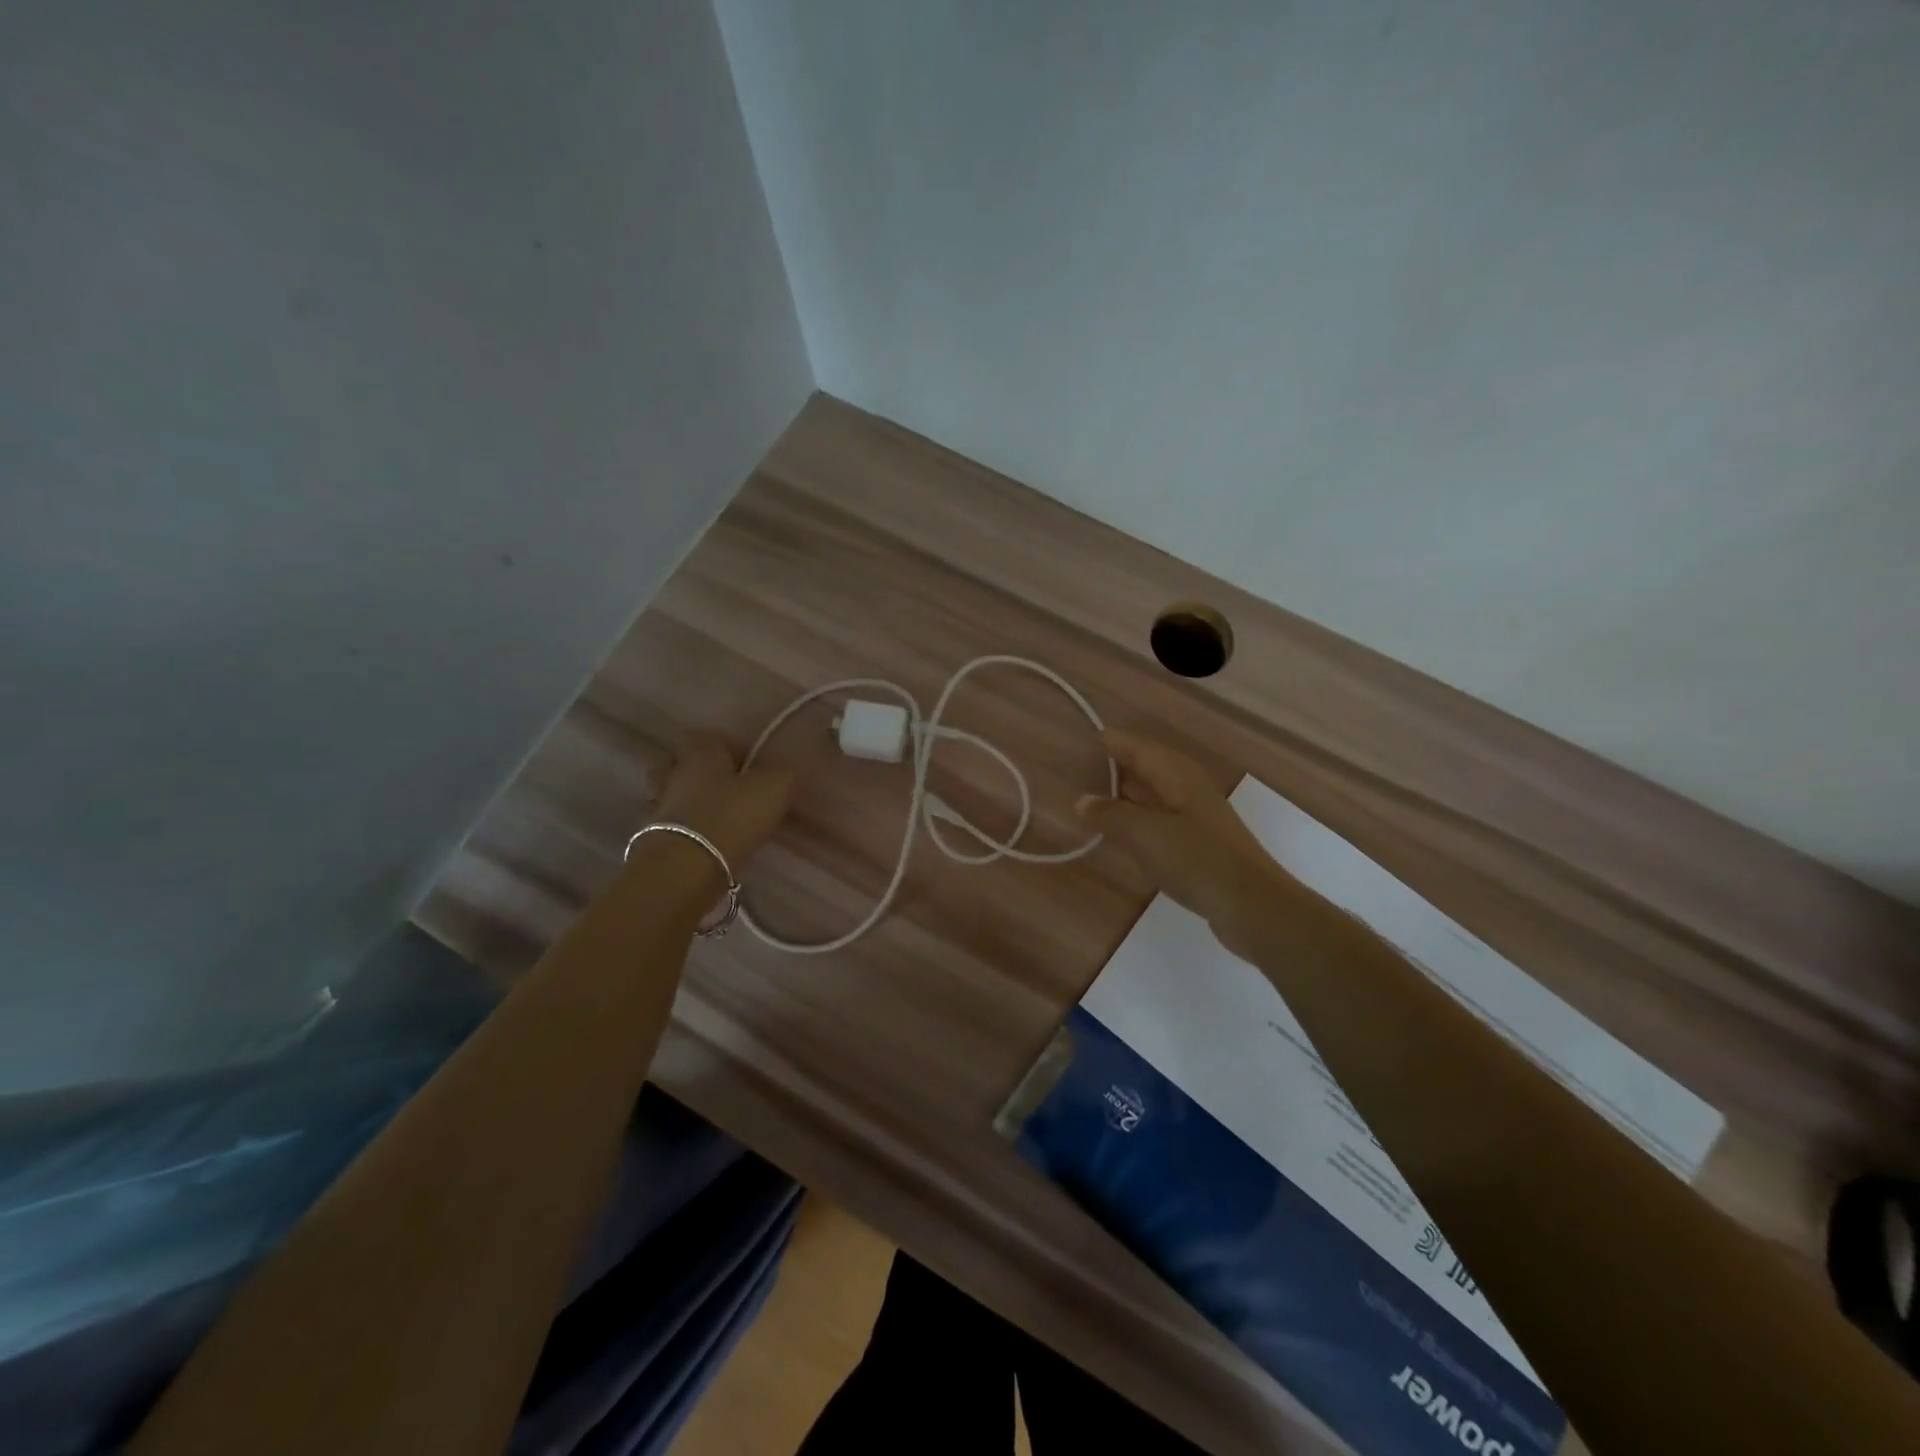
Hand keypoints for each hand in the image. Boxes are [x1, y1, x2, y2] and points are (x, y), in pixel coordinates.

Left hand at [651, 730, 793, 870]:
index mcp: (699, 752)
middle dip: (704, 773)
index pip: (709, 735)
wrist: (685, 867)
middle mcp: (672, 773)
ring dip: (689, 801)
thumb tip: (783, 768)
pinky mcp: (650, 838)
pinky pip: (669, 825)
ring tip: (716, 817)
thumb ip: (783, 771)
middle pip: (681, 762)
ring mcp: (657, 806)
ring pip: (671, 793)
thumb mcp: (774, 787)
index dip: (732, 747)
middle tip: (730, 790)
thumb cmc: (731, 816)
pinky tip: (703, 841)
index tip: (753, 767)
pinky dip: (683, 830)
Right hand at [1075, 728, 1280, 931]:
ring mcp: (1196, 815)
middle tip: (1080, 770)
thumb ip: (1111, 815)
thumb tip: (1082, 800)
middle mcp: (1187, 787)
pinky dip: (1139, 818)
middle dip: (1116, 766)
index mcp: (1176, 774)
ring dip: (1126, 794)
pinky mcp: (1199, 841)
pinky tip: (1124, 833)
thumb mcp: (1145, 835)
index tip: (1084, 742)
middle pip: (1147, 766)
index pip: (1137, 747)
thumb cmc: (1197, 860)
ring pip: (1154, 793)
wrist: (1252, 905)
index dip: (1112, 742)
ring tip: (1093, 799)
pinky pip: (1161, 818)